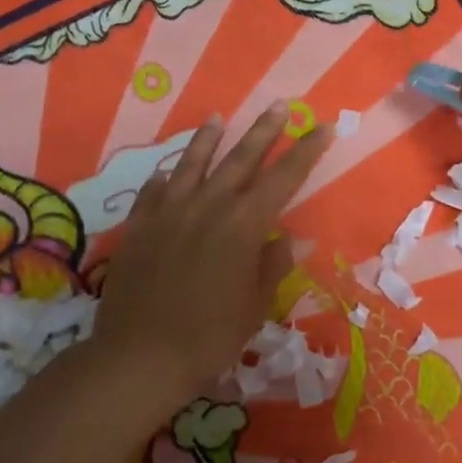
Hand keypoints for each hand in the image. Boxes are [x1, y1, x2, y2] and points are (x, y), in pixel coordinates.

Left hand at [93, 105, 331, 399]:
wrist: (138, 357)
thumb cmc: (208, 337)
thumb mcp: (254, 305)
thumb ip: (273, 265)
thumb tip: (294, 239)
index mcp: (243, 226)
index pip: (283, 178)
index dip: (306, 151)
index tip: (323, 127)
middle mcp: (207, 207)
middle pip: (240, 159)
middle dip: (264, 131)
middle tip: (280, 105)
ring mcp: (169, 213)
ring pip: (192, 164)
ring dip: (208, 139)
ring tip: (217, 116)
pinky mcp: (139, 226)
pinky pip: (154, 191)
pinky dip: (165, 177)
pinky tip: (168, 170)